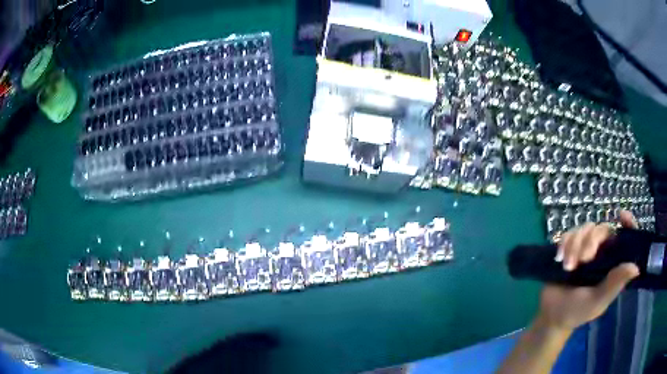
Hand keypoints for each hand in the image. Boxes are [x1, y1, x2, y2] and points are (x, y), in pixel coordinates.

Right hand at [538, 210, 640, 330]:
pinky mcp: (569, 248)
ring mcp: (585, 249)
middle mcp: (602, 253)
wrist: (550, 315)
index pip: (625, 238)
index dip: (627, 224)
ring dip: (575, 245)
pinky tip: (559, 259)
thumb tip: (636, 267)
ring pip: (585, 228)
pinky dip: (564, 244)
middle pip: (602, 229)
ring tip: (567, 267)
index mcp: (612, 264)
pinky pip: (569, 233)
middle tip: (583, 260)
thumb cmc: (577, 312)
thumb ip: (614, 284)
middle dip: (591, 241)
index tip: (622, 216)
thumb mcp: (597, 302)